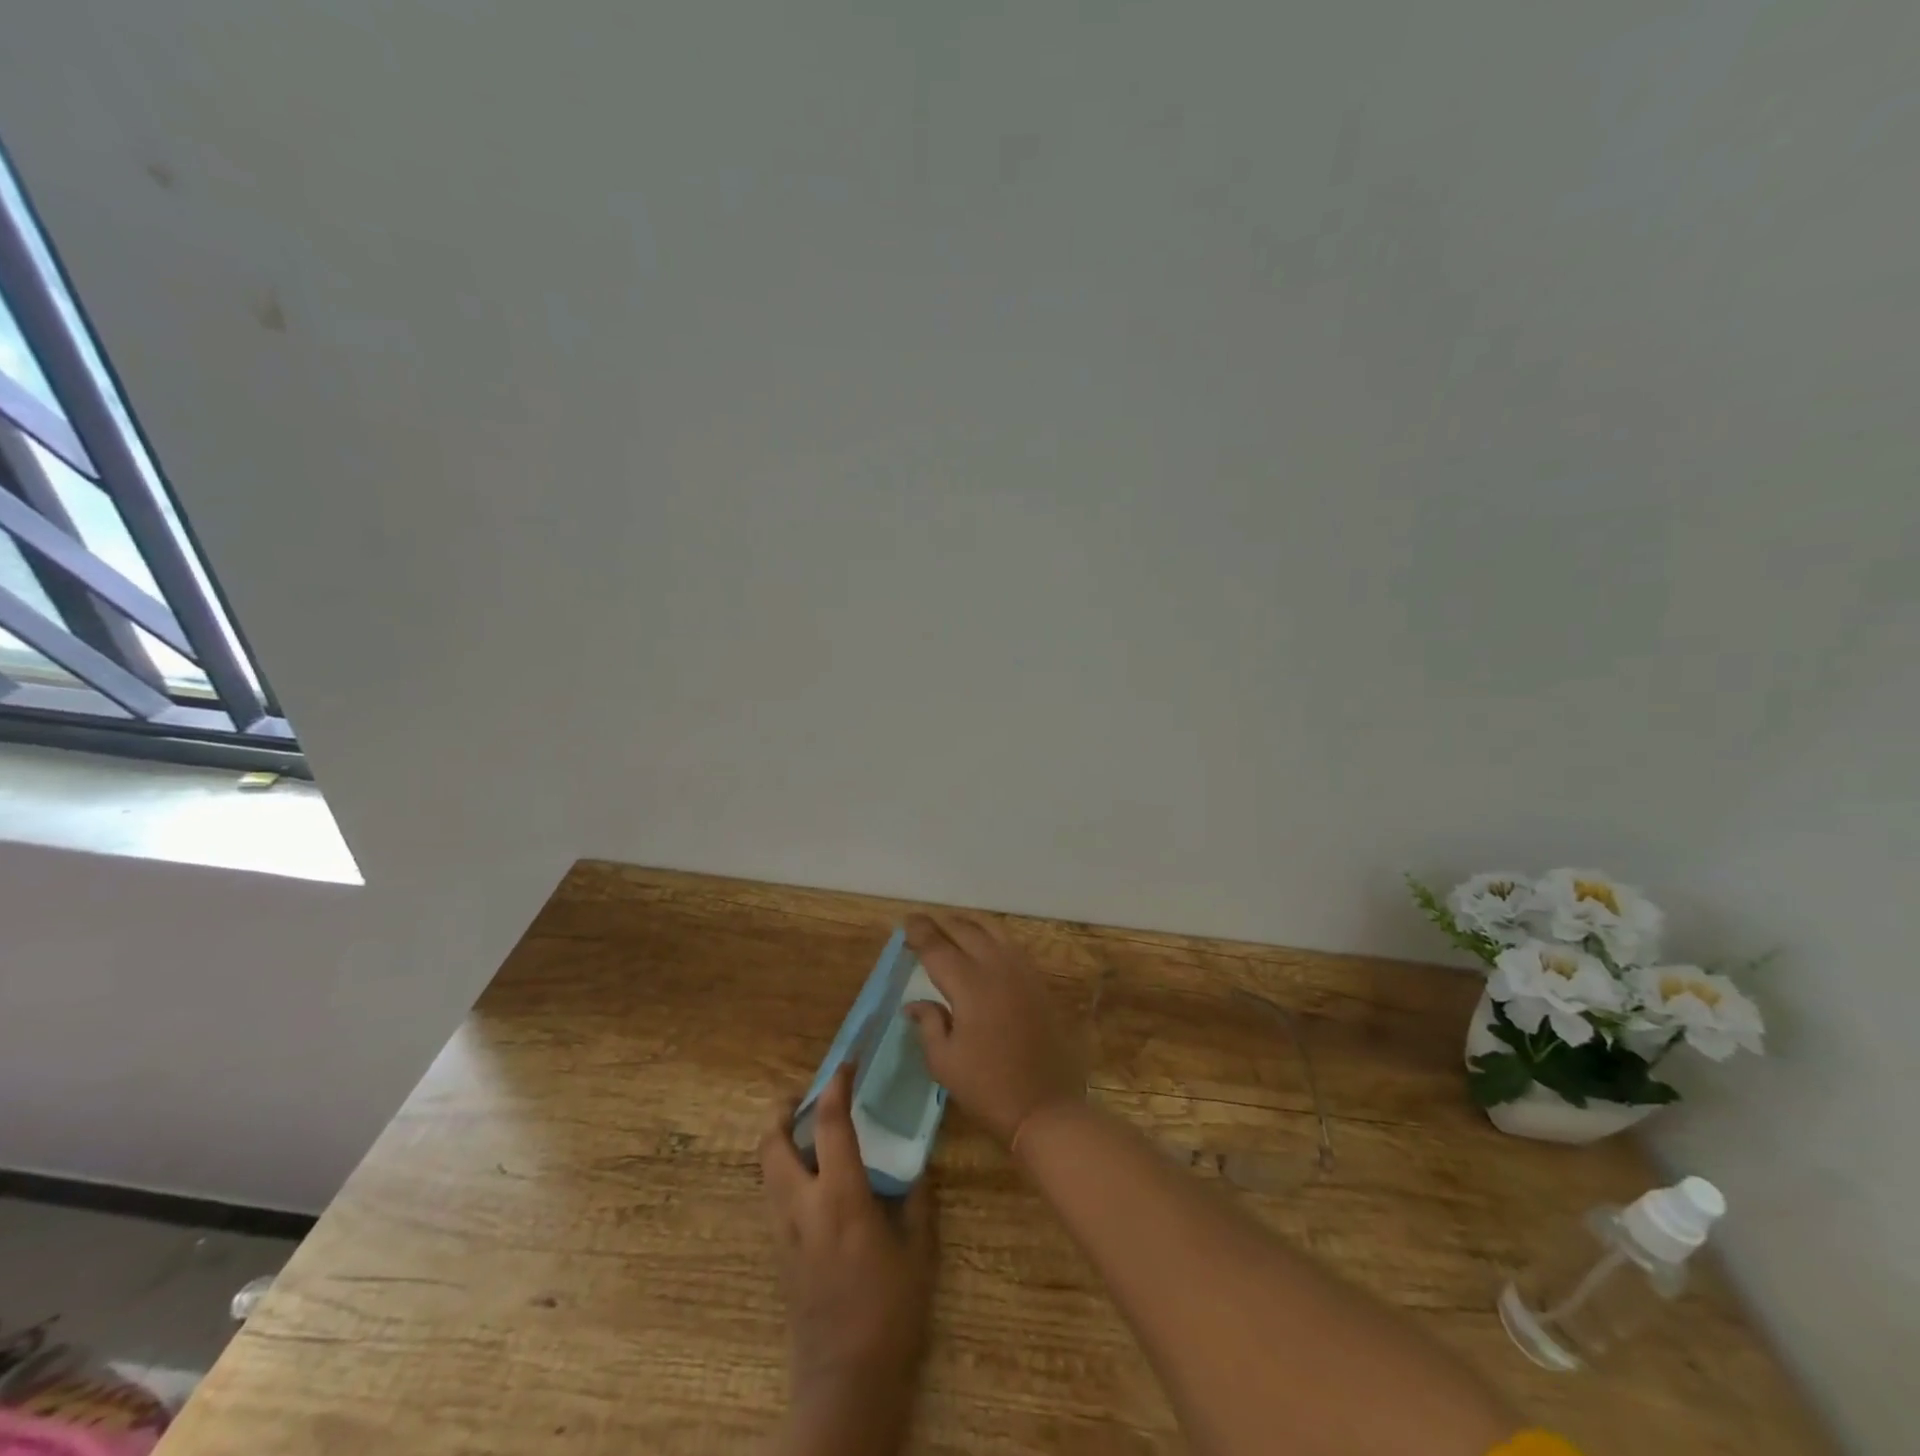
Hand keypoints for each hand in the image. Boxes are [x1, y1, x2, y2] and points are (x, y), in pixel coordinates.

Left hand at [759, 1065, 934, 1455]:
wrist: (846, 1381)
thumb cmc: (890, 1311)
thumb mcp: (918, 1249)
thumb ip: (916, 1199)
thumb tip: (916, 1164)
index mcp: (841, 1197)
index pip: (830, 1123)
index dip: (835, 1085)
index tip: (846, 1064)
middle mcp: (802, 1206)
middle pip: (772, 1142)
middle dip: (783, 1111)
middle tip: (807, 1097)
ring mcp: (784, 1231)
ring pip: (765, 1169)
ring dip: (779, 1140)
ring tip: (808, 1132)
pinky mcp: (778, 1253)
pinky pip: (773, 1196)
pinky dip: (784, 1171)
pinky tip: (813, 1180)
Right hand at [902, 911, 1085, 1148]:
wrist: (1046, 1107)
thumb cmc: (988, 1088)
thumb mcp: (944, 1062)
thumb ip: (929, 1024)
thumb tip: (914, 1003)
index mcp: (969, 985)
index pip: (938, 947)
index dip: (920, 932)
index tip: (907, 922)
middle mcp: (997, 968)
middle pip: (966, 931)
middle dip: (942, 923)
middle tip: (924, 923)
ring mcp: (1023, 972)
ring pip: (994, 931)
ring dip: (970, 924)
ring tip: (953, 926)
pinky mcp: (1039, 983)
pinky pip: (1012, 946)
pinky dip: (993, 937)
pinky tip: (985, 946)